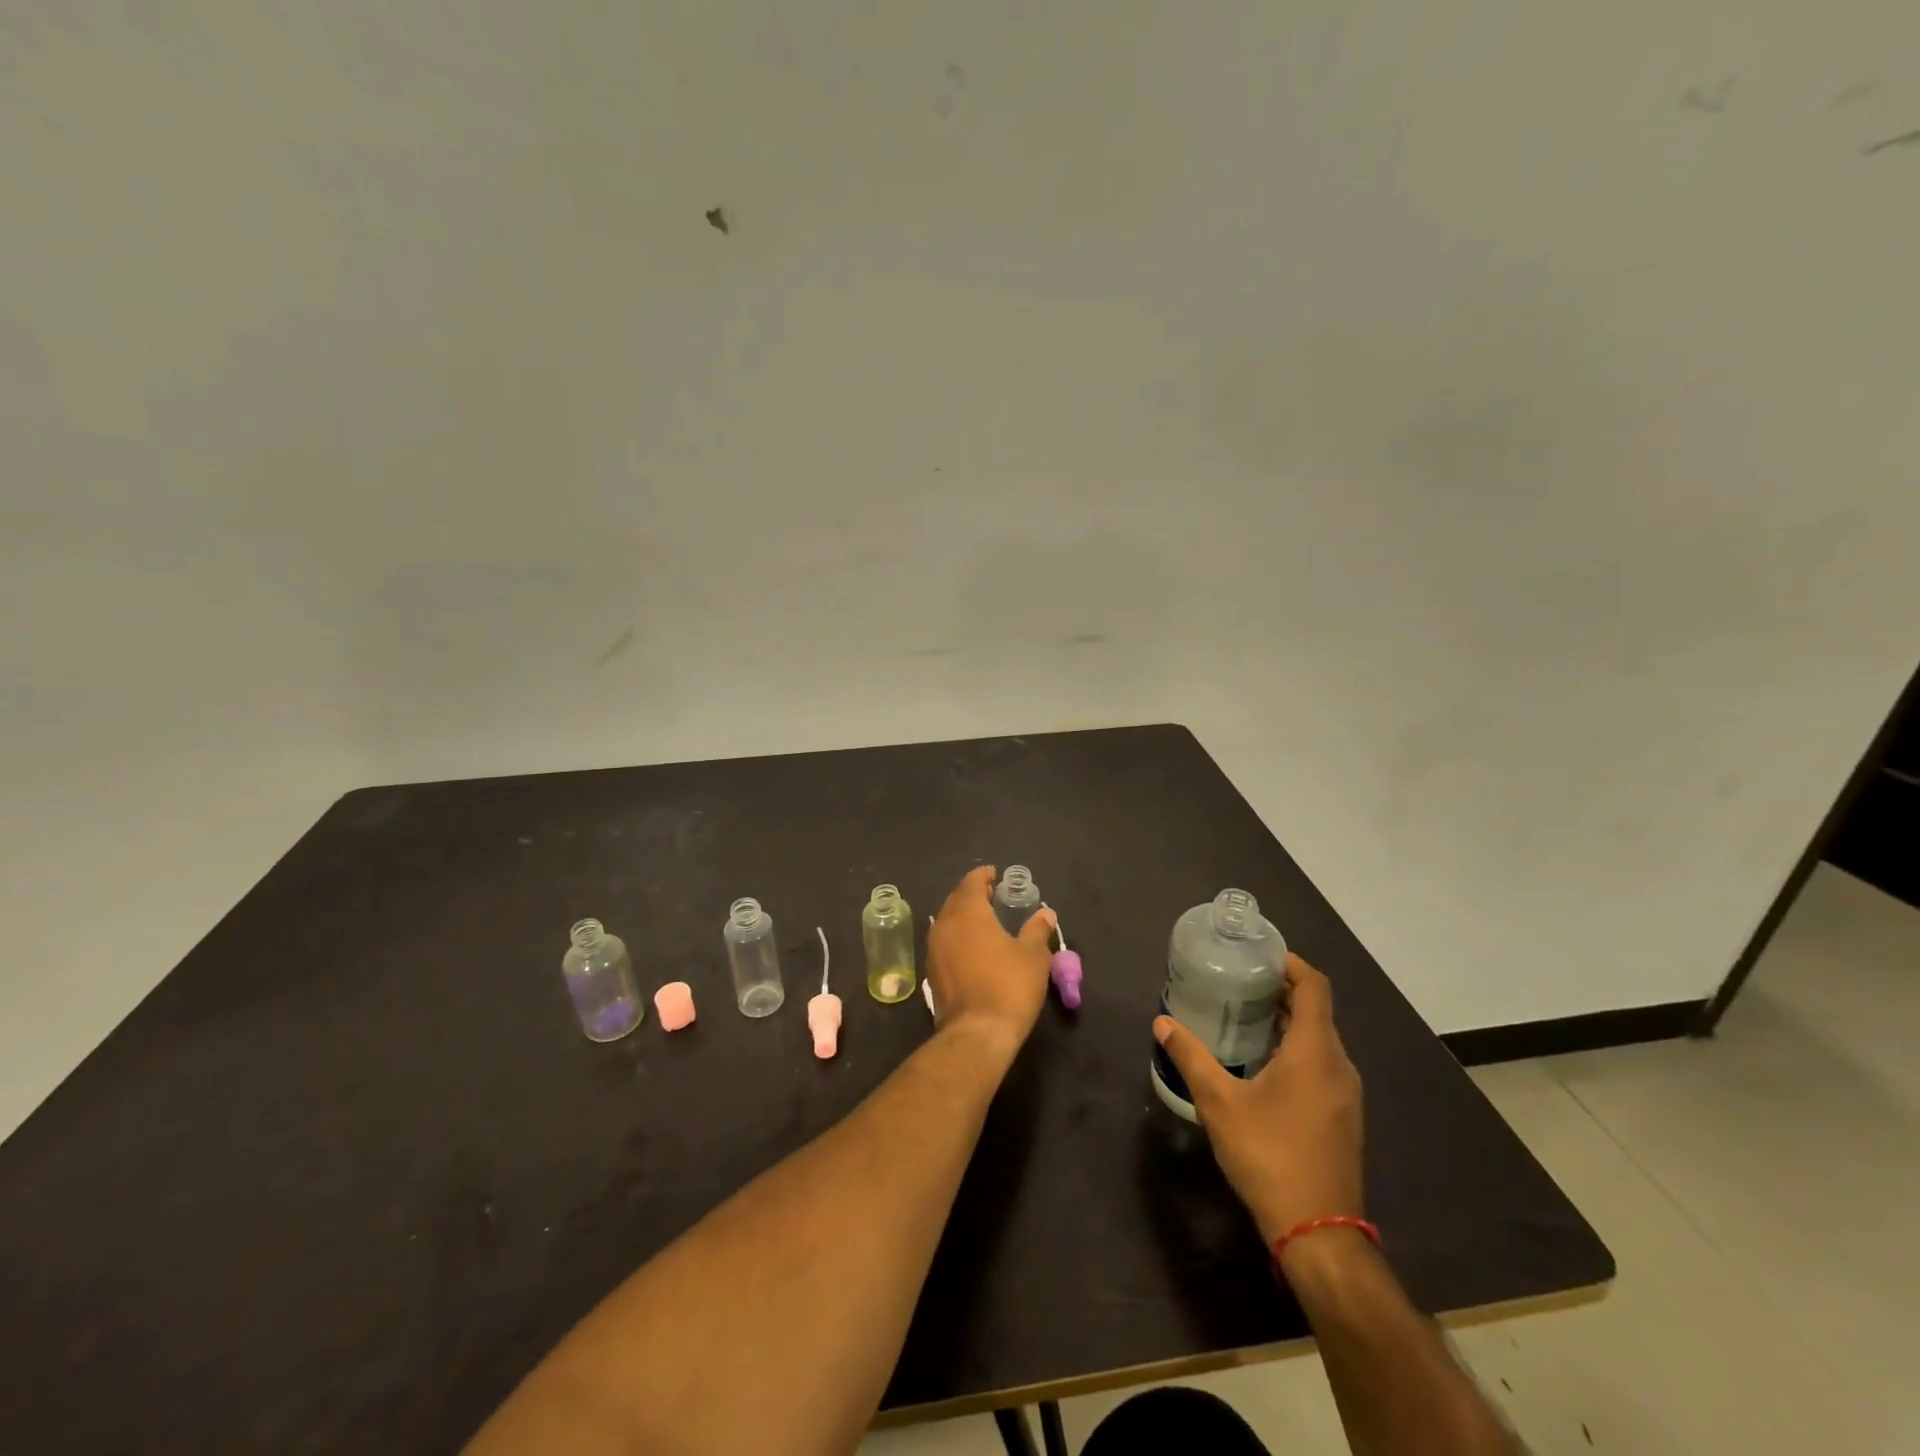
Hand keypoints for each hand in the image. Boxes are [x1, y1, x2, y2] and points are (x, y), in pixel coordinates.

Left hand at [926, 866, 1055, 1058]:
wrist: (977, 1033)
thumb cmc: (1009, 986)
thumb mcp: (1033, 956)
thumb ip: (1037, 930)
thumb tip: (1045, 913)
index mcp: (968, 912)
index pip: (971, 882)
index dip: (983, 876)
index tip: (995, 875)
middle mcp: (945, 924)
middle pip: (956, 899)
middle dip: (972, 894)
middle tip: (991, 896)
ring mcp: (934, 949)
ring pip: (946, 921)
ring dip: (962, 916)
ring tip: (983, 921)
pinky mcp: (931, 972)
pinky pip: (944, 943)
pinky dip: (957, 937)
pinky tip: (972, 948)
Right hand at [1153, 954, 1363, 1244]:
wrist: (1319, 1233)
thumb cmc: (1269, 1156)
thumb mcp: (1219, 1102)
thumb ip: (1190, 1057)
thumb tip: (1162, 1022)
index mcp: (1315, 1052)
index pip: (1315, 987)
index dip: (1292, 964)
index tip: (1259, 954)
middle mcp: (1339, 1065)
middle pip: (1317, 1011)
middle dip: (1282, 991)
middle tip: (1239, 982)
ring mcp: (1346, 1095)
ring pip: (1320, 1040)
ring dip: (1288, 1022)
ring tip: (1244, 1016)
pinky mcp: (1343, 1117)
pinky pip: (1322, 1064)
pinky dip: (1296, 1049)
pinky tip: (1261, 1063)